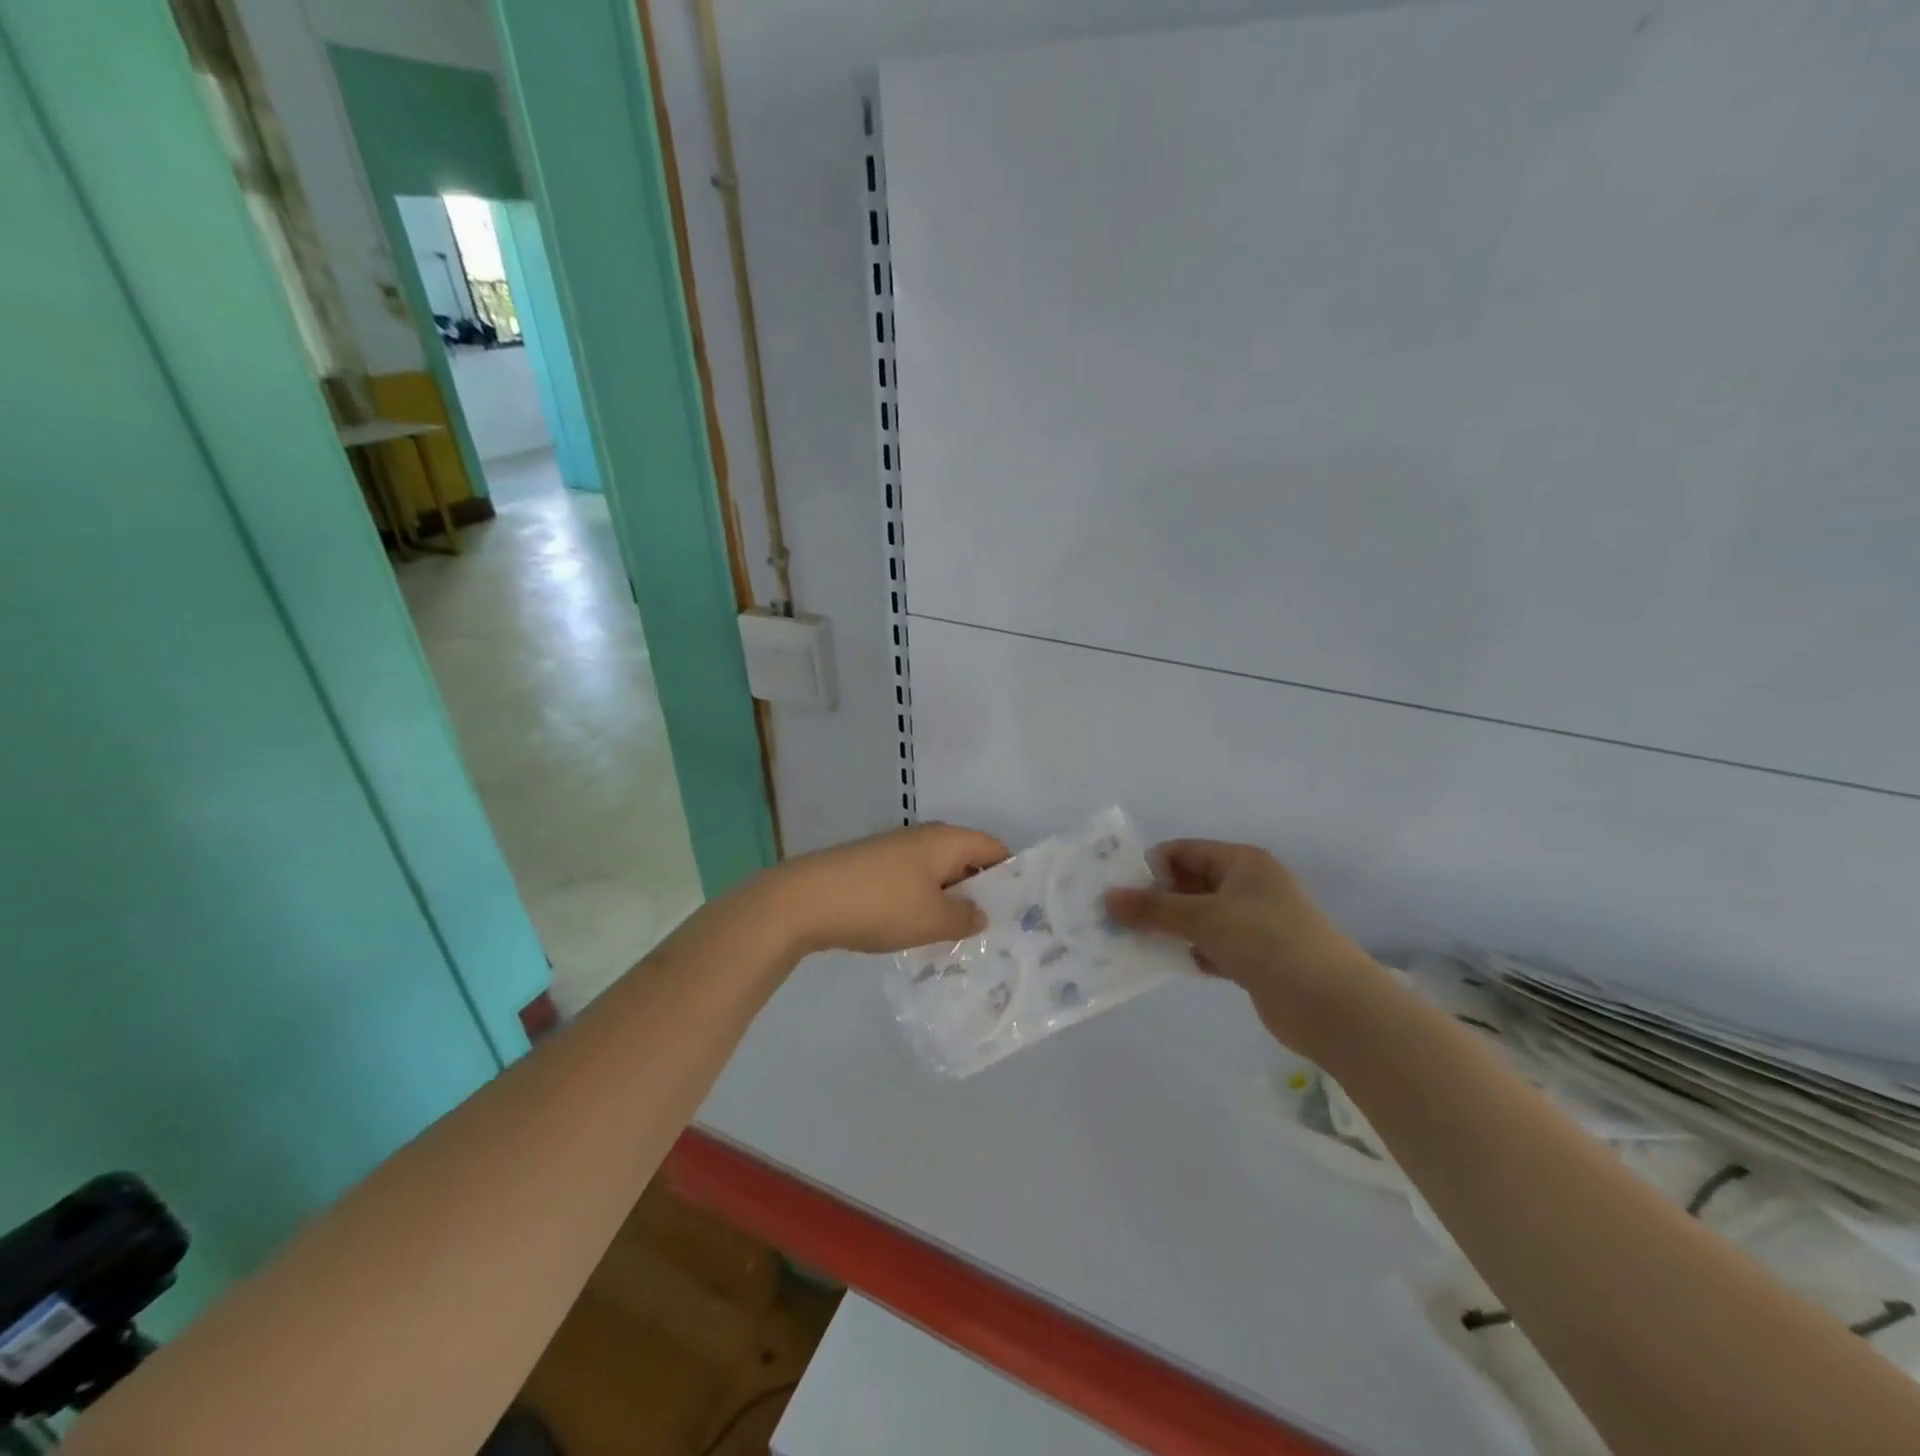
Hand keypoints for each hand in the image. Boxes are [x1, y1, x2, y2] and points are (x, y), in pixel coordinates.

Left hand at [768, 823, 1009, 955]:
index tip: (1021, 911)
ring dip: (950, 903)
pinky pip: (913, 883)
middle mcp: (923, 838)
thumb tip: (980, 915)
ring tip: (962, 939)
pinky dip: (924, 904)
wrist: (805, 901)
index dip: (1011, 876)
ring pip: (938, 875)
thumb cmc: (879, 905)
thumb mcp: (931, 920)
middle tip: (996, 932)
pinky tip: (922, 933)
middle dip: (981, 894)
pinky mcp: (874, 869)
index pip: (994, 848)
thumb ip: (965, 919)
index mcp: (945, 840)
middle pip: (967, 861)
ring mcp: (896, 852)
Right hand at [1105, 840, 1381, 1053]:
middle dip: (1155, 899)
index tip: (1118, 889)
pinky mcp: (1255, 958)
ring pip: (1199, 918)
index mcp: (1243, 862)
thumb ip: (1155, 908)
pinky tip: (1161, 962)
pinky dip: (1188, 952)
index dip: (1150, 866)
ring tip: (1128, 940)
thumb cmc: (1266, 941)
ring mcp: (1254, 924)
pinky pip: (1211, 946)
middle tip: (1115, 917)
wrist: (1330, 1003)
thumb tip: (1108, 897)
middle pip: (1190, 884)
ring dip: (1169, 928)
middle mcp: (1248, 886)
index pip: (1185, 851)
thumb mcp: (1204, 917)